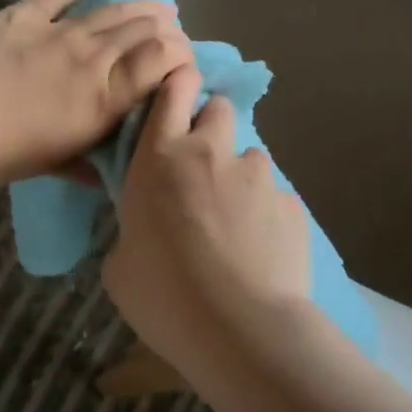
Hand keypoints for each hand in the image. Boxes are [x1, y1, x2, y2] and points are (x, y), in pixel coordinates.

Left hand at [0, 0, 193, 189]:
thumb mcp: (51, 167)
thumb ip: (87, 165)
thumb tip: (112, 175)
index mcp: (103, 100)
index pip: (161, 63)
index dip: (181, 56)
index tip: (185, 62)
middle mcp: (92, 59)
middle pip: (143, 32)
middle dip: (168, 31)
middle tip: (174, 34)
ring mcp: (58, 31)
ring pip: (113, 11)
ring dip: (141, 7)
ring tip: (159, 7)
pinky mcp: (24, 14)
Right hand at [102, 65, 310, 367]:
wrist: (240, 329)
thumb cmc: (163, 294)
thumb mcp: (120, 264)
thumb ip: (133, 230)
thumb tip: (145, 232)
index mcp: (160, 157)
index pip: (172, 91)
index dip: (176, 82)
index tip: (177, 90)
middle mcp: (211, 153)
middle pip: (218, 109)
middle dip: (210, 125)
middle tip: (201, 166)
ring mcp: (258, 176)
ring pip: (250, 157)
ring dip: (239, 176)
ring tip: (234, 223)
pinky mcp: (292, 206)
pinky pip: (274, 198)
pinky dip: (265, 214)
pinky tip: (260, 252)